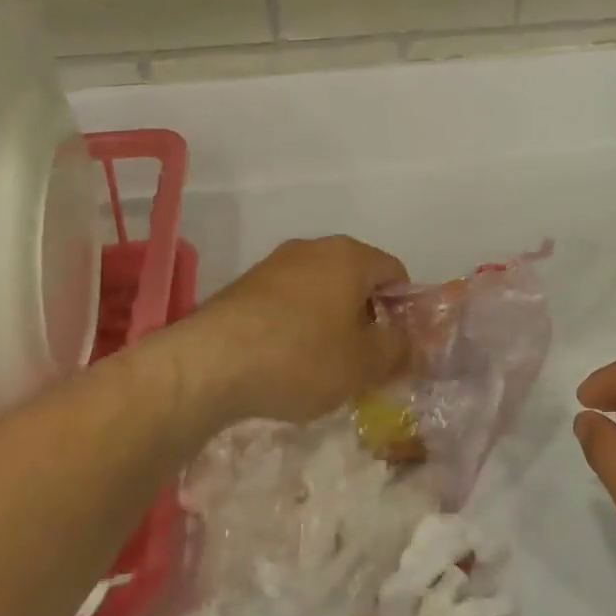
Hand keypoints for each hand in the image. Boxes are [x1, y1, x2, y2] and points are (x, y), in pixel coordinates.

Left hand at [184, 236, 409, 425]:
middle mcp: (313, 249)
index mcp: (350, 256)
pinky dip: (297, 326)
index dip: (405, 310)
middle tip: (364, 361)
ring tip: (323, 366)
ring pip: (320, 291)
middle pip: (356, 280)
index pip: (395, 272)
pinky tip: (286, 362)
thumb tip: (406, 342)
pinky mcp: (243, 287)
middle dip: (366, 318)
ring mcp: (274, 265)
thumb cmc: (302, 357)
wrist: (209, 364)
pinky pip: (287, 303)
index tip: (396, 347)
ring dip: (330, 323)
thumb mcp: (365, 363)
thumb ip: (398, 349)